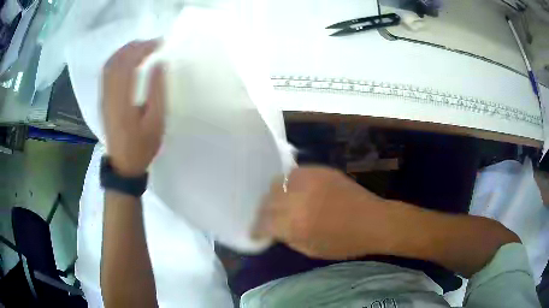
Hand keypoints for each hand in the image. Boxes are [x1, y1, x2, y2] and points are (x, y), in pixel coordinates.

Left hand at [102, 40, 164, 176]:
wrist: (123, 165)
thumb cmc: (142, 146)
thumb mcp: (156, 122)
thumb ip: (158, 91)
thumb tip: (159, 64)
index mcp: (122, 101)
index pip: (129, 64)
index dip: (143, 49)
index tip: (160, 44)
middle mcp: (109, 95)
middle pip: (116, 60)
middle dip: (134, 46)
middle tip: (153, 43)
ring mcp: (104, 97)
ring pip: (109, 65)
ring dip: (124, 51)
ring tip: (142, 47)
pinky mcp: (103, 100)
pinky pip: (106, 73)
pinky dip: (116, 60)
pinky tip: (127, 59)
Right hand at [253, 166, 391, 259]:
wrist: (373, 221)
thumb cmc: (345, 243)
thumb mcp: (312, 250)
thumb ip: (288, 238)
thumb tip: (273, 230)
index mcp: (295, 224)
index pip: (264, 223)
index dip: (256, 229)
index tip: (255, 232)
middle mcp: (297, 199)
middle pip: (267, 201)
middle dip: (263, 212)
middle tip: (266, 218)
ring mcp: (309, 181)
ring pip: (277, 183)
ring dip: (273, 195)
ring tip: (278, 203)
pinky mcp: (319, 170)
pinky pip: (294, 173)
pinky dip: (288, 183)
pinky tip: (293, 191)